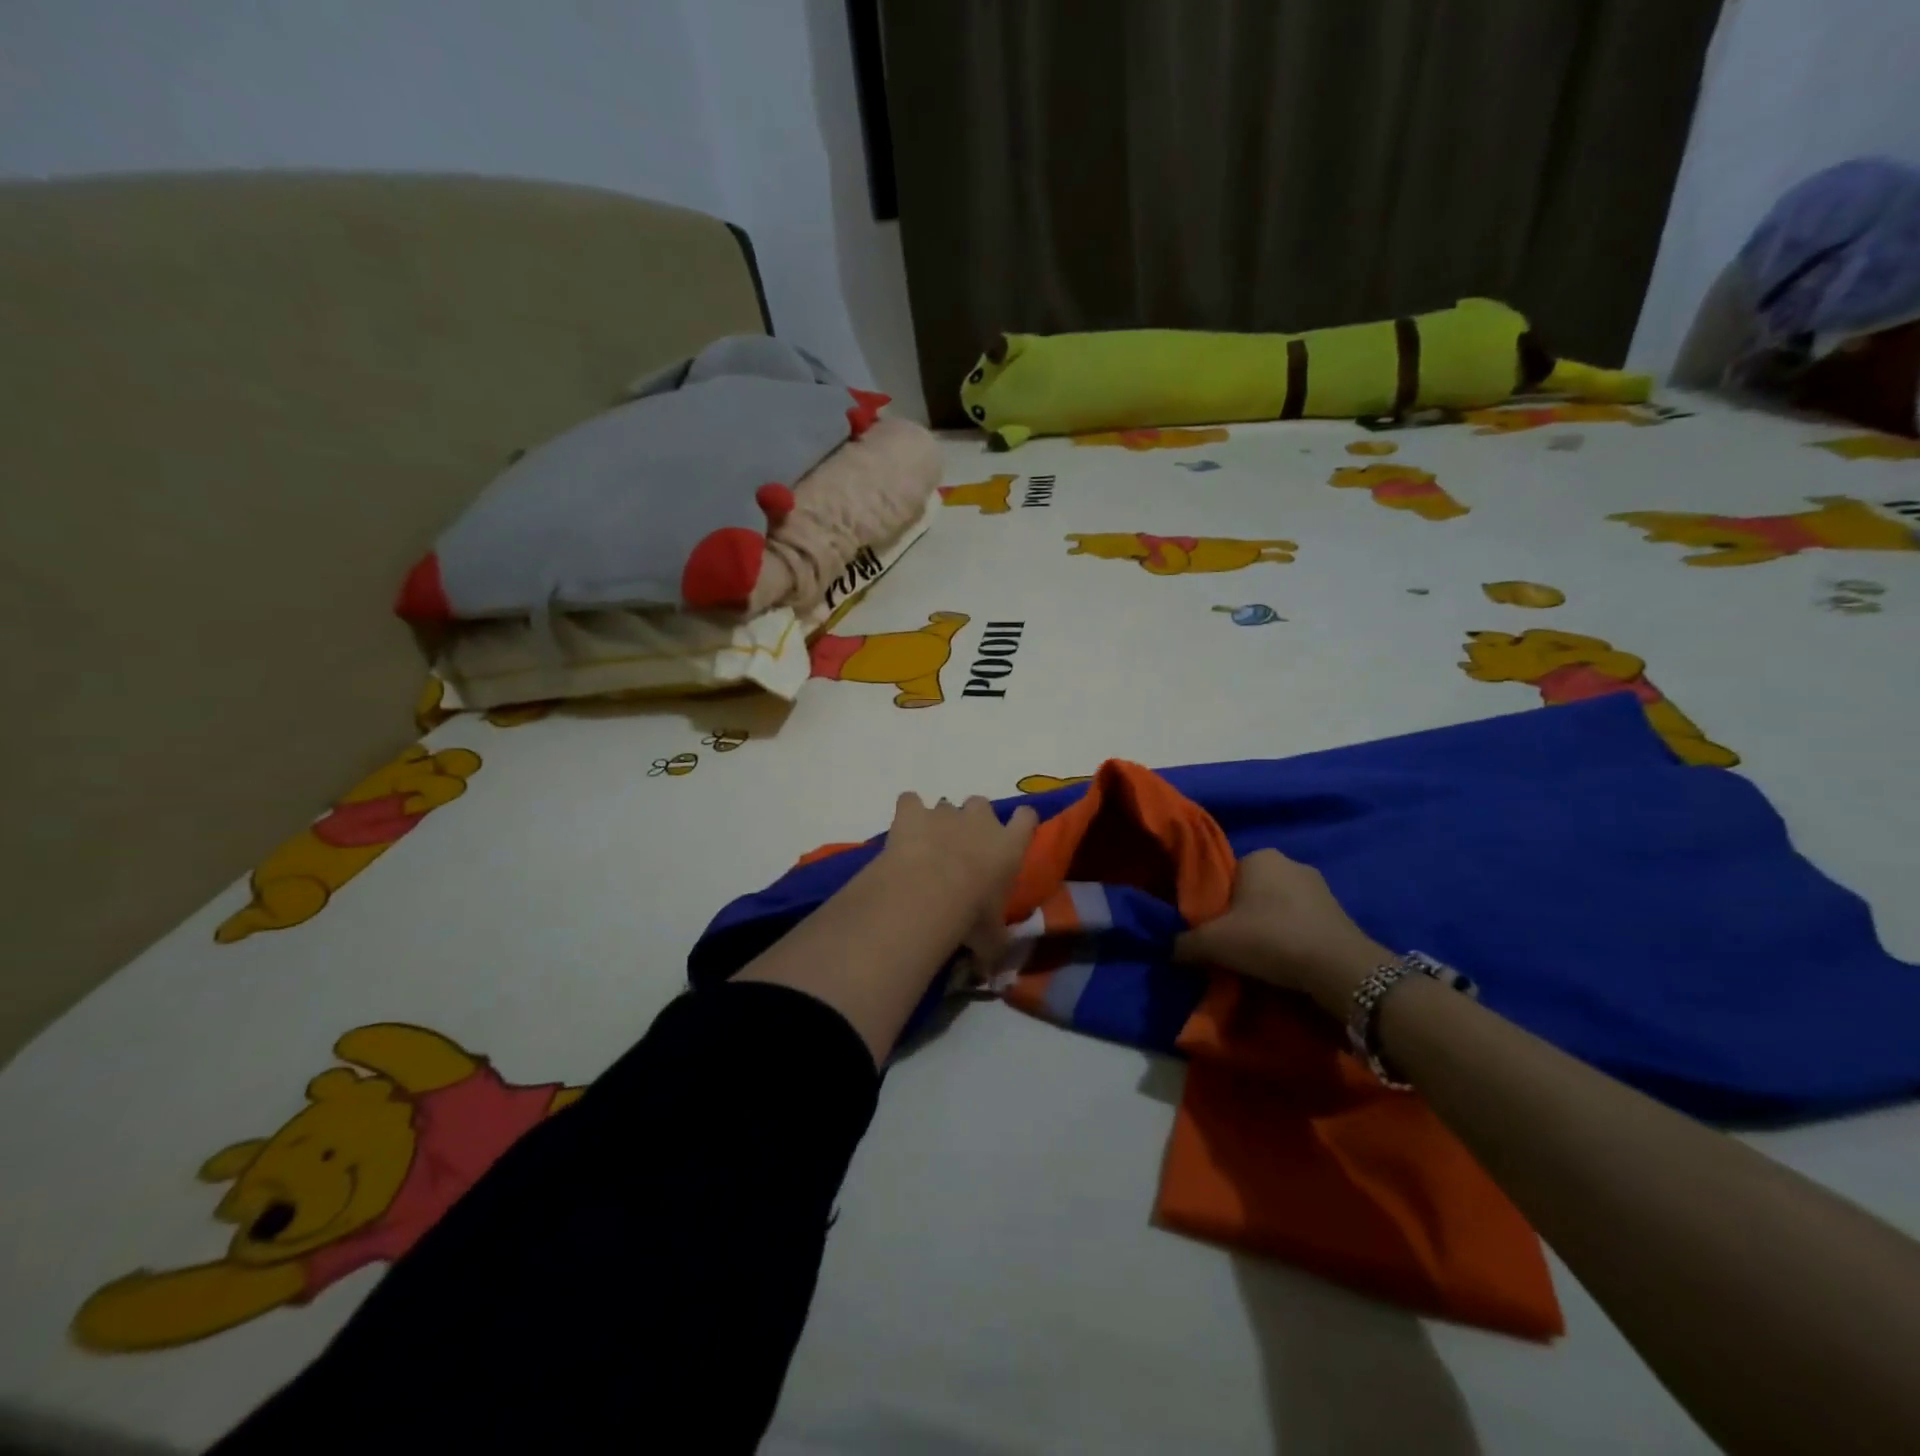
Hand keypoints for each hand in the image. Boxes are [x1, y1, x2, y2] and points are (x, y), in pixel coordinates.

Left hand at [878, 794, 1038, 970]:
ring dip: (938, 822)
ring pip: (945, 805)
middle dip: (972, 822)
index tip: (1013, 833)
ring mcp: (944, 813)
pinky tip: (902, 832)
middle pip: (981, 805)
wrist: (927, 892)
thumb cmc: (970, 915)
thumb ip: (994, 945)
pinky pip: (910, 801)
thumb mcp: (991, 939)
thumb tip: (992, 970)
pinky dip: (907, 813)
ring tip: (927, 849)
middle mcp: (980, 820)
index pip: (1027, 818)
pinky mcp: (912, 812)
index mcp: (1009, 845)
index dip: (1020, 822)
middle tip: (962, 850)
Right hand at [1174, 849, 1391, 1015]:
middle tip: (1233, 946)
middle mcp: (1290, 862)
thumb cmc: (1270, 939)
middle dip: (1243, 915)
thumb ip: (1184, 942)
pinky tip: (1288, 962)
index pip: (1226, 875)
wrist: (1338, 968)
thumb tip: (1170, 948)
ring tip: (1262, 959)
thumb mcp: (1213, 943)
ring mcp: (1320, 887)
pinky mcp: (1340, 913)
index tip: (1213, 930)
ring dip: (1270, 928)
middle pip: (1252, 891)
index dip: (1216, 903)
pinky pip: (1303, 923)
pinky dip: (1293, 938)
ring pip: (1279, 907)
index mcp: (1259, 856)